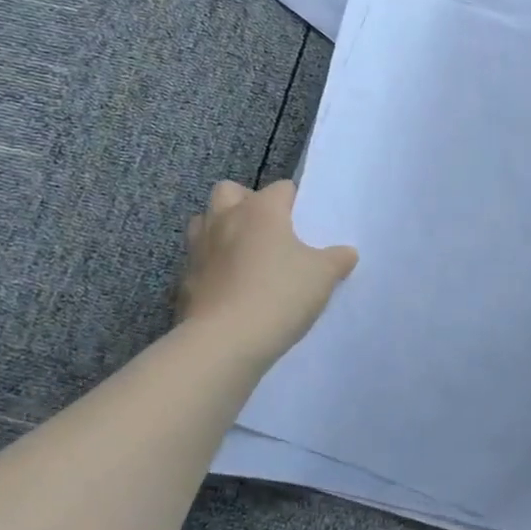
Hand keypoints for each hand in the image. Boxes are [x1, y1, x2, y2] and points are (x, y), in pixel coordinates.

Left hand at [177, 180, 357, 360]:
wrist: (226, 341)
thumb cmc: (280, 294)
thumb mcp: (323, 275)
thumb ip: (337, 259)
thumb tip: (346, 253)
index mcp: (261, 210)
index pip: (281, 188)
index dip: (296, 203)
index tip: (307, 226)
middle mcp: (225, 219)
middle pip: (230, 191)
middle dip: (246, 203)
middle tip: (268, 231)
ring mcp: (199, 249)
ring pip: (204, 222)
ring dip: (221, 230)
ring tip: (244, 255)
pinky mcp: (184, 280)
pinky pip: (198, 262)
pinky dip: (211, 268)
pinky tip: (229, 289)